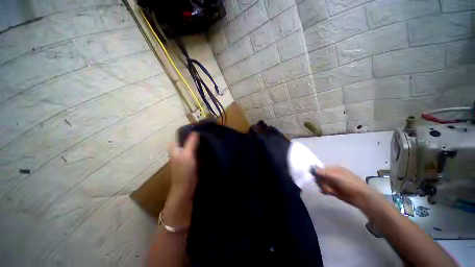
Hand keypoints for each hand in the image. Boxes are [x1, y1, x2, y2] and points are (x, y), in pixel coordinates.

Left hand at [168, 132, 198, 200]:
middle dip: (190, 137)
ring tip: (203, 138)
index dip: (183, 132)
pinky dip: (196, 149)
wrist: (185, 186)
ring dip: (194, 143)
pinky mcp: (188, 163)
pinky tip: (203, 148)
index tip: (193, 128)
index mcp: (174, 149)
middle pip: (182, 142)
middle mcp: (177, 152)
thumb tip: (195, 132)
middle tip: (201, 132)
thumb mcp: (188, 155)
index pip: (177, 137)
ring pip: (188, 147)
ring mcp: (183, 158)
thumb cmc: (184, 170)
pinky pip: (192, 153)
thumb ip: (191, 143)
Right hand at [313, 166, 373, 208]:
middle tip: (324, 186)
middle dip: (320, 181)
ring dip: (323, 186)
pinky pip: (325, 189)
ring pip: (321, 183)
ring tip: (328, 191)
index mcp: (334, 168)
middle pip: (319, 176)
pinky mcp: (334, 190)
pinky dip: (325, 190)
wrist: (362, 198)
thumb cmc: (350, 184)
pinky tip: (329, 193)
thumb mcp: (336, 176)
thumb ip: (322, 172)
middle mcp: (332, 174)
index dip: (317, 173)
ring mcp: (333, 182)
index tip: (317, 178)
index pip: (320, 168)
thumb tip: (311, 168)